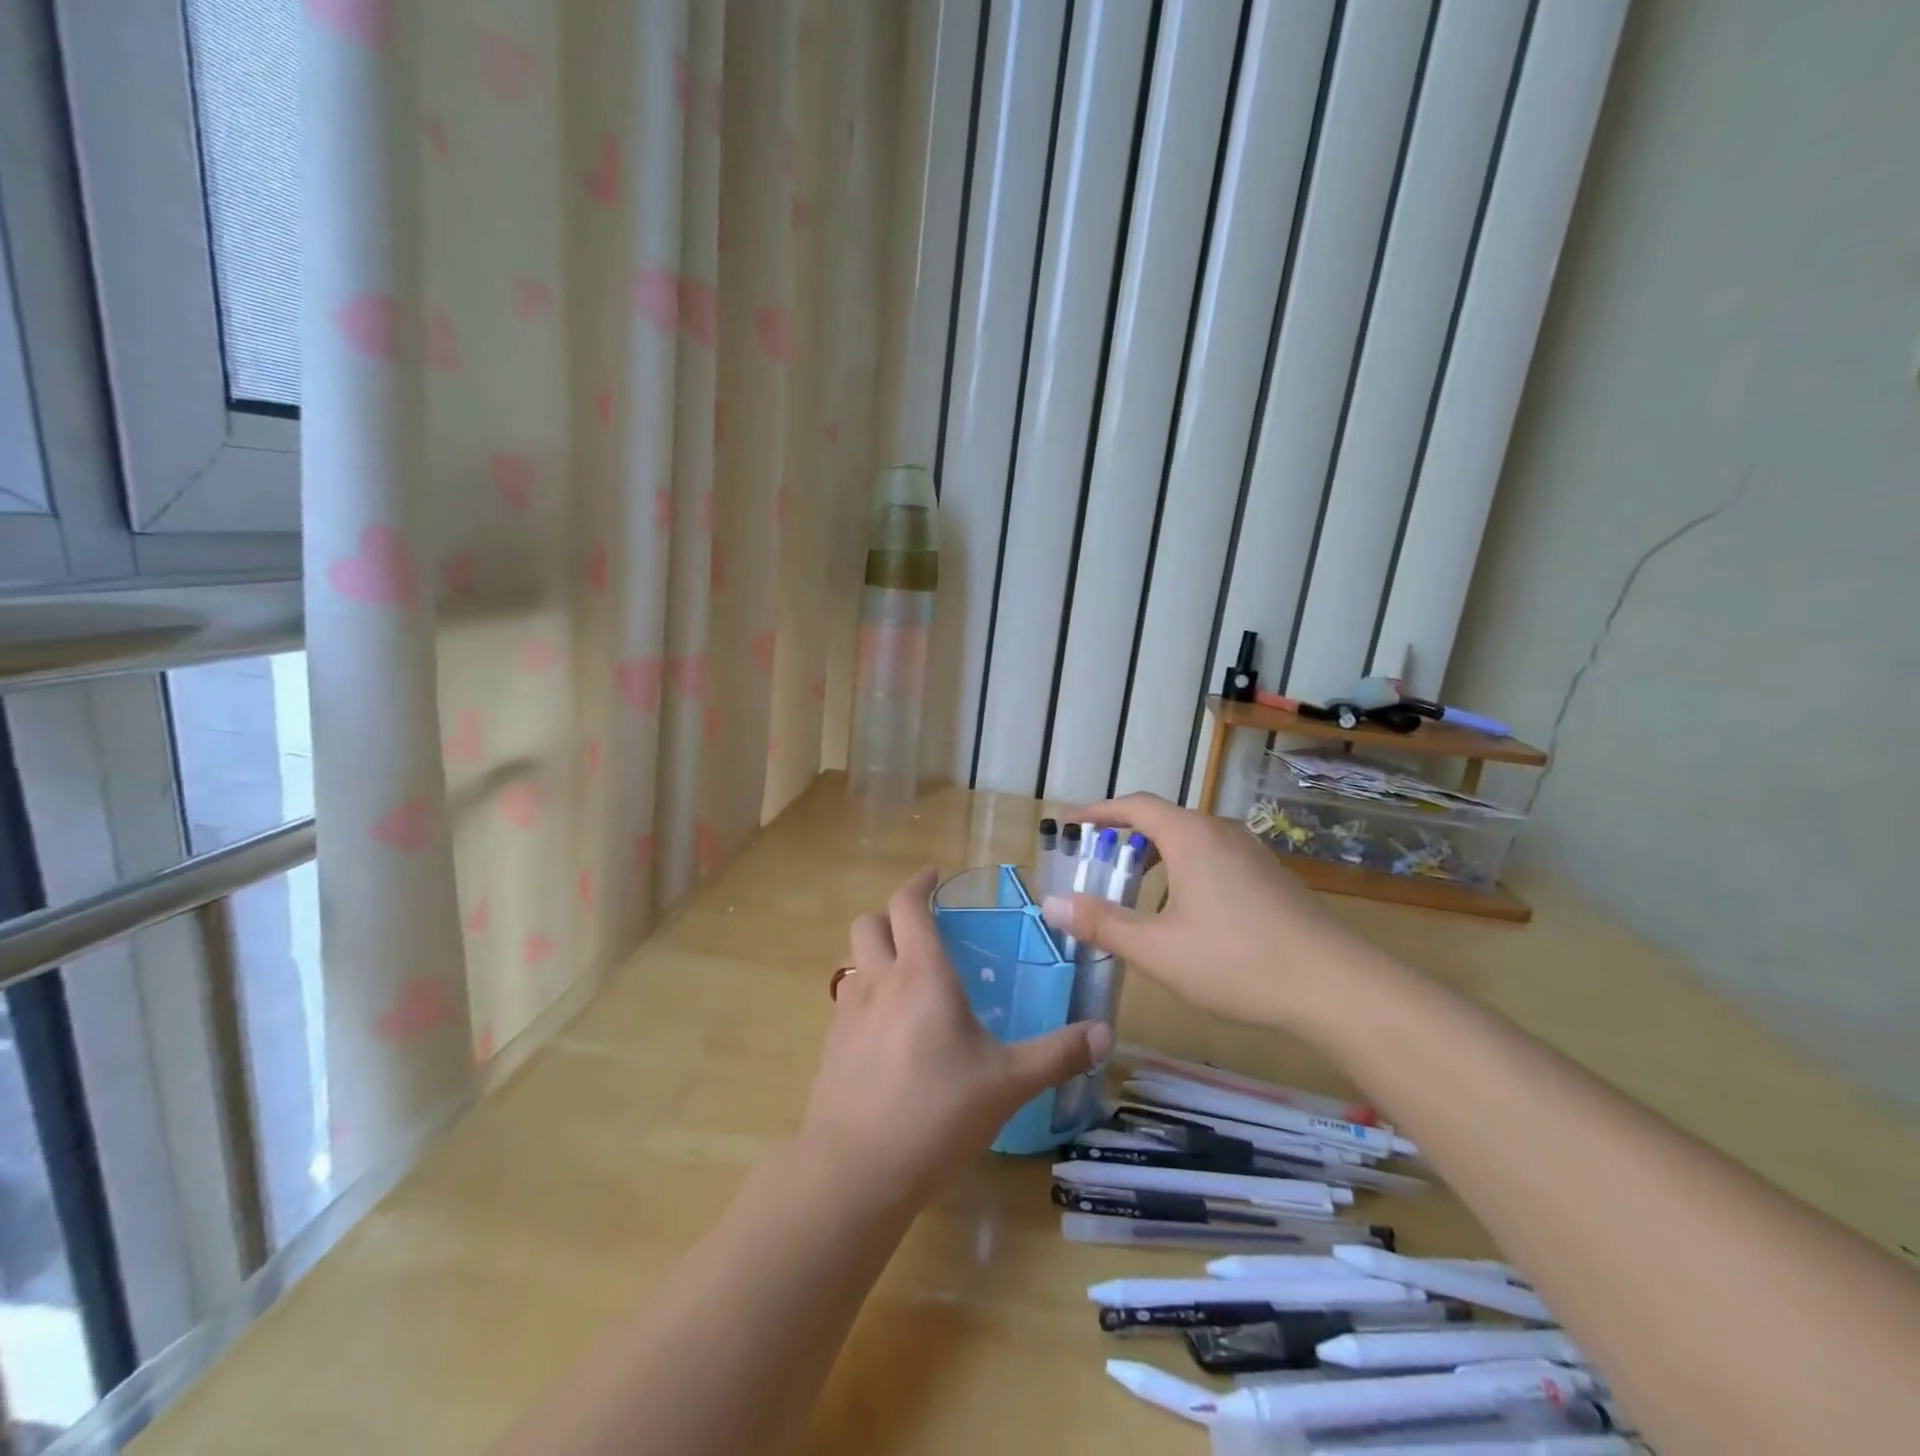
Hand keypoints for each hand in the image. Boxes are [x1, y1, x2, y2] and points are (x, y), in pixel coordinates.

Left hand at [800, 867, 1112, 1204]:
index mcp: (921, 974)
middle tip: (921, 930)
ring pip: (852, 961)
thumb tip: (1105, 1033)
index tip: (933, 875)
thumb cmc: (938, 1112)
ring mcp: (847, 1013)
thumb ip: (1057, 1054)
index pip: (909, 905)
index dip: (919, 883)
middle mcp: (879, 981)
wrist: (856, 1169)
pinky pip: (845, 1002)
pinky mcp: (830, 1047)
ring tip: (905, 980)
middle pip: (869, 923)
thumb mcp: (1008, 1082)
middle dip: (891, 915)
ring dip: (874, 956)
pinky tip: (886, 1033)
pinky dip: (864, 997)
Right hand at [1040, 793, 1363, 1031]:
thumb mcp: (1157, 948)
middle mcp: (1221, 832)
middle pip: (1162, 820)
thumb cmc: (1237, 961)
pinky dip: (1183, 868)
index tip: (1070, 823)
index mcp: (1191, 836)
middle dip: (1124, 836)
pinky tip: (1183, 911)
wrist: (1336, 987)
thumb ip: (1102, 923)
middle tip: (1096, 863)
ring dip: (1155, 855)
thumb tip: (1052, 904)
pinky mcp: (1270, 877)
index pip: (1134, 806)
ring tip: (1134, 888)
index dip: (1098, 812)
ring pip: (1190, 840)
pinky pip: (1213, 857)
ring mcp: (1252, 853)